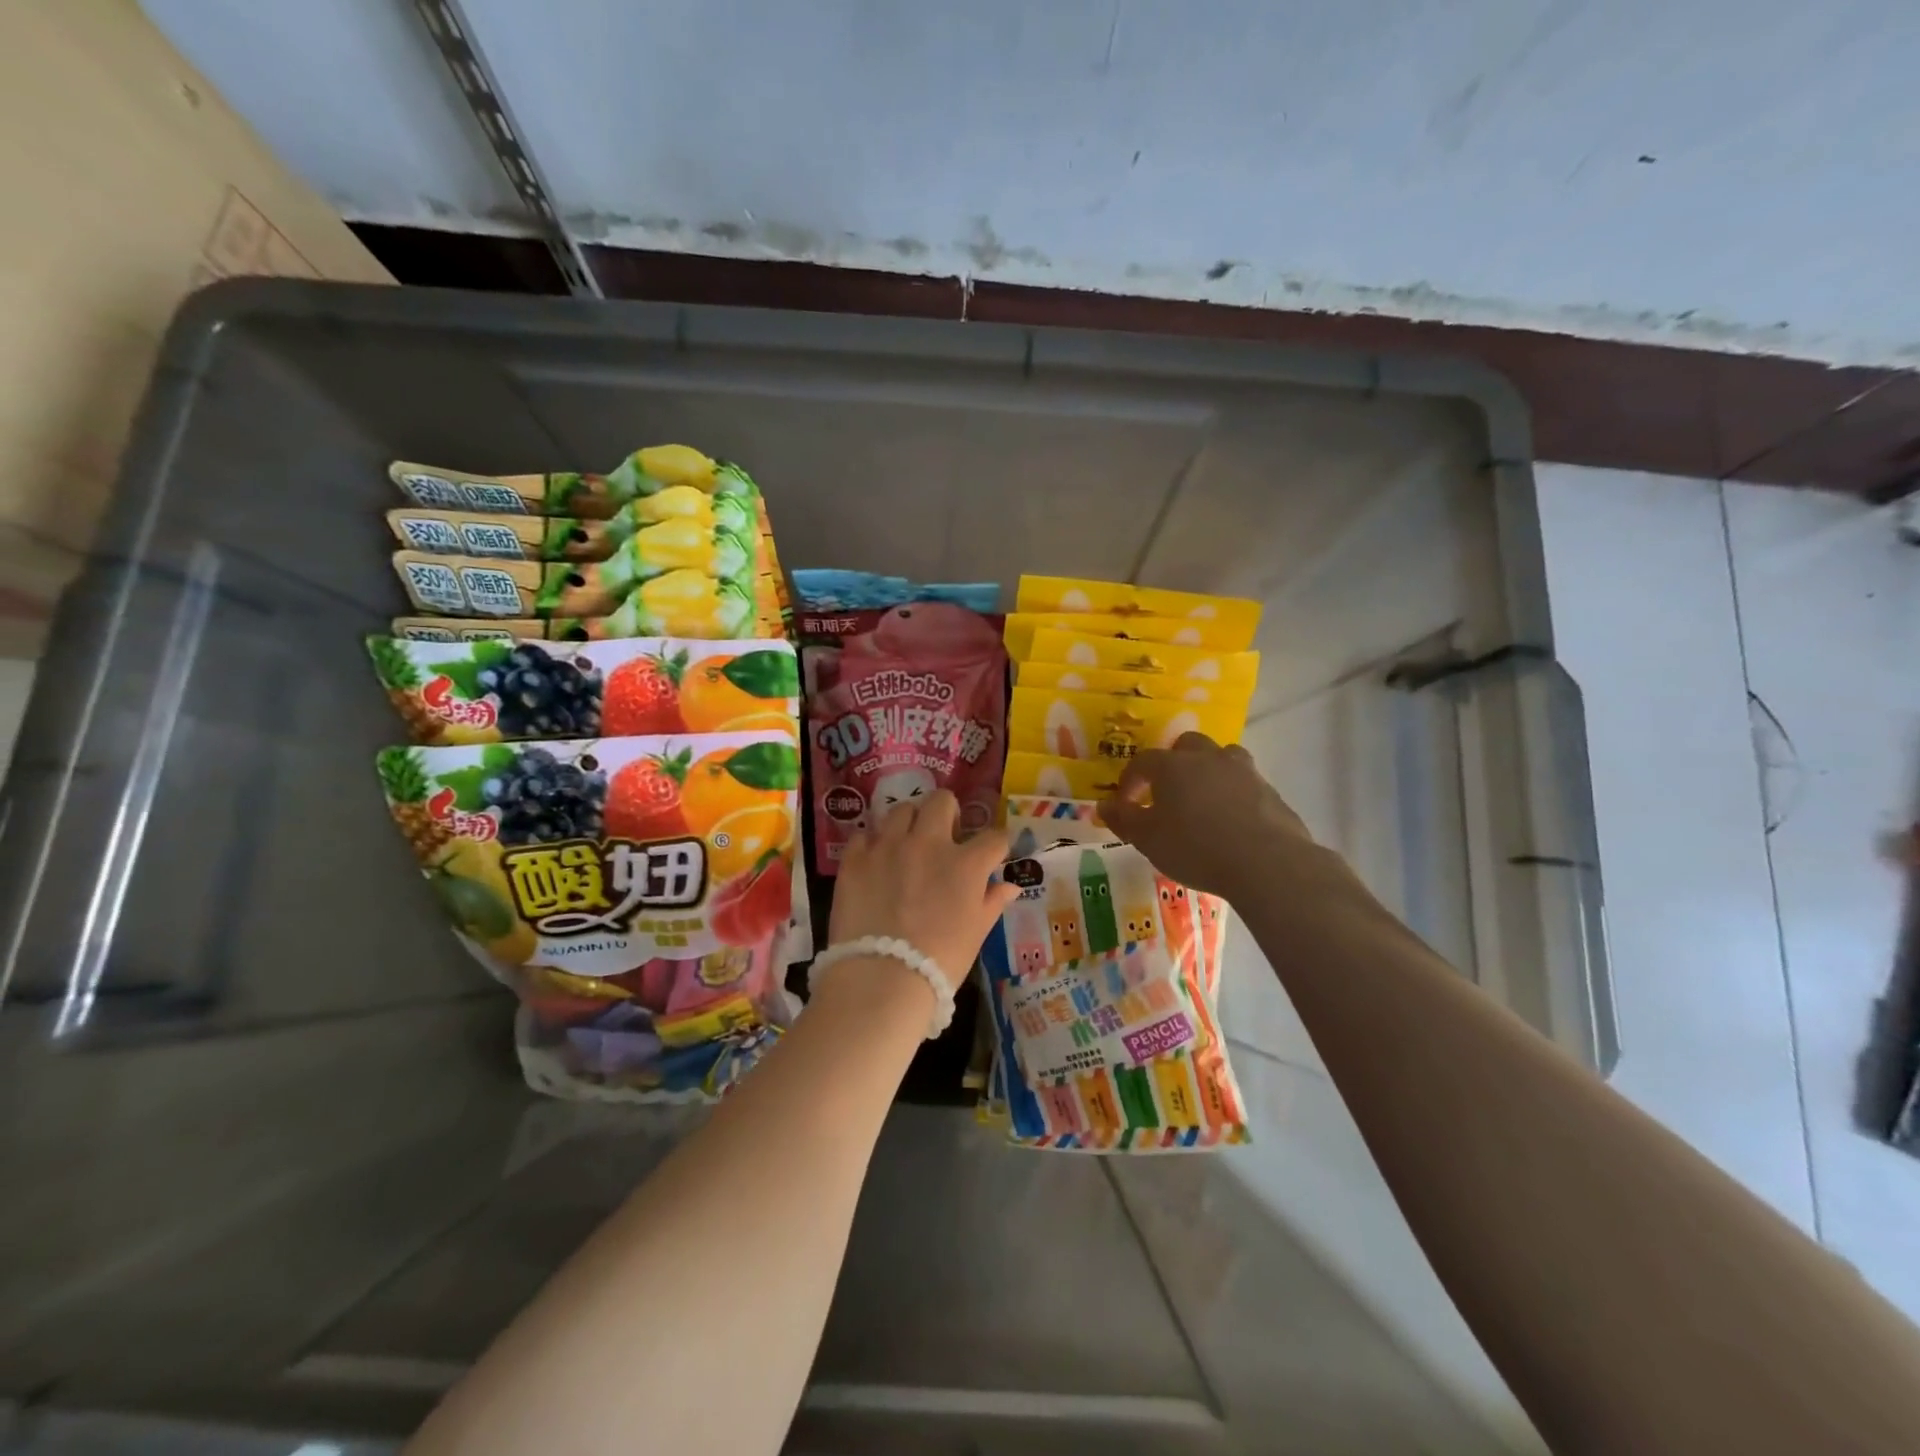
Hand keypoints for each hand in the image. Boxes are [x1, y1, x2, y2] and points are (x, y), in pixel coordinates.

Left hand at [829, 790, 1018, 990]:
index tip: (993, 853)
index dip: (997, 844)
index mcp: (966, 863)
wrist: (881, 979)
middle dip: (948, 812)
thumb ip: (992, 902)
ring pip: (901, 810)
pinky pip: (864, 835)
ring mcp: (888, 847)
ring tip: (907, 842)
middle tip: (945, 834)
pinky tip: (875, 861)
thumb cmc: (939, 961)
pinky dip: (872, 844)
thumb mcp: (976, 934)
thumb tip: (1009, 886)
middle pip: (942, 802)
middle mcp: (928, 843)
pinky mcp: (855, 859)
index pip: (994, 837)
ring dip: (909, 822)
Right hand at [1099, 732, 1316, 899]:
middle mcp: (1209, 758)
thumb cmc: (1195, 848)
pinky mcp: (1270, 791)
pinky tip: (1231, 822)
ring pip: (1222, 757)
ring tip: (1202, 801)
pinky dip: (1233, 794)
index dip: (1130, 780)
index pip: (1143, 761)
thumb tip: (1104, 805)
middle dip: (1173, 763)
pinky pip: (1245, 783)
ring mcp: (1244, 771)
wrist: (1266, 862)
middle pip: (1186, 745)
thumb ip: (1124, 820)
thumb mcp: (1148, 840)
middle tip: (1167, 792)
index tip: (1127, 803)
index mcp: (1173, 766)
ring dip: (1208, 771)